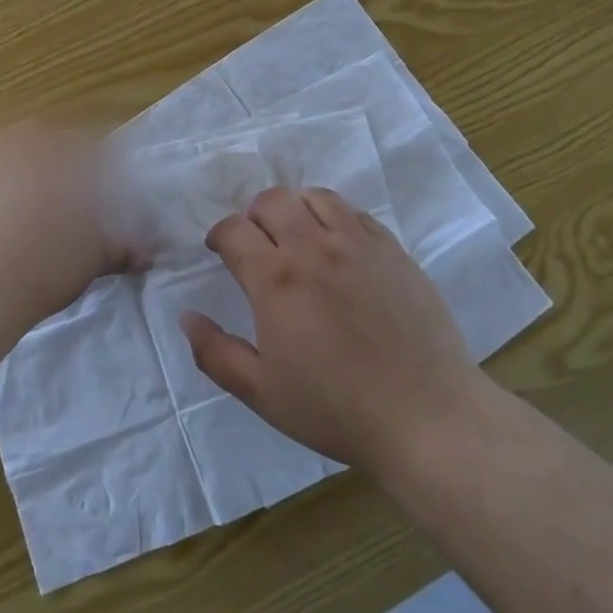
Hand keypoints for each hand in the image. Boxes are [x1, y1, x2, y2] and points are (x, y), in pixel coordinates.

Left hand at [0, 122, 140, 344]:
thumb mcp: (92, 259)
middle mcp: (20, 141)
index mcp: (63, 151)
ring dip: (14, 174)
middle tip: (58, 205)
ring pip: (3, 155)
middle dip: (53, 166)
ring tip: (17, 215)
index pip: (91, 149)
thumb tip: (149, 255)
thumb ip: (121, 249)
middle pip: (43, 143)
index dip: (97, 173)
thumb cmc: (44, 266)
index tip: (97, 199)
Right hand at [182, 186, 481, 474]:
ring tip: (296, 235)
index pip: (234, 229)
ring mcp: (360, 245)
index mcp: (276, 279)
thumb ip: (215, 352)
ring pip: (317, 197)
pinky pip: (356, 214)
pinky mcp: (394, 251)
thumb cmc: (336, 409)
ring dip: (296, 208)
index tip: (219, 250)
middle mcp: (315, 248)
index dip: (219, 235)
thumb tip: (186, 316)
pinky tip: (338, 247)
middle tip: (256, 243)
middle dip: (253, 215)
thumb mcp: (261, 392)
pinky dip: (336, 218)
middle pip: (273, 200)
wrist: (425, 416)